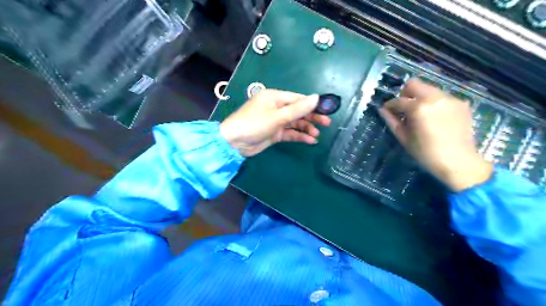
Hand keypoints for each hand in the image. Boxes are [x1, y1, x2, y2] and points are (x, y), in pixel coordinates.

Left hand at [219, 87, 329, 155]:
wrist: (234, 143)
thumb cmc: (254, 124)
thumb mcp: (277, 116)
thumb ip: (298, 109)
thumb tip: (317, 97)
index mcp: (275, 97)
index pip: (298, 99)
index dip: (313, 104)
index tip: (327, 110)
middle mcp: (276, 107)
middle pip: (298, 111)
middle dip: (312, 117)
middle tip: (327, 123)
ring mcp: (275, 121)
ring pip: (295, 123)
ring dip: (306, 128)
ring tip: (317, 135)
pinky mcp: (274, 133)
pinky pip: (290, 133)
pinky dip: (299, 136)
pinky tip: (310, 140)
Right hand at [381, 79, 490, 190]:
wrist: (458, 162)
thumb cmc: (425, 153)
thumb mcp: (404, 138)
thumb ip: (391, 121)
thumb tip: (382, 110)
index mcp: (418, 108)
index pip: (398, 100)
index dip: (390, 105)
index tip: (387, 110)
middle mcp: (435, 98)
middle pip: (414, 84)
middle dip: (405, 94)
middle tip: (404, 108)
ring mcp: (450, 99)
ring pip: (429, 89)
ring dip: (420, 97)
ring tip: (420, 113)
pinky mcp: (461, 103)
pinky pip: (442, 96)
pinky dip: (434, 103)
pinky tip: (435, 117)